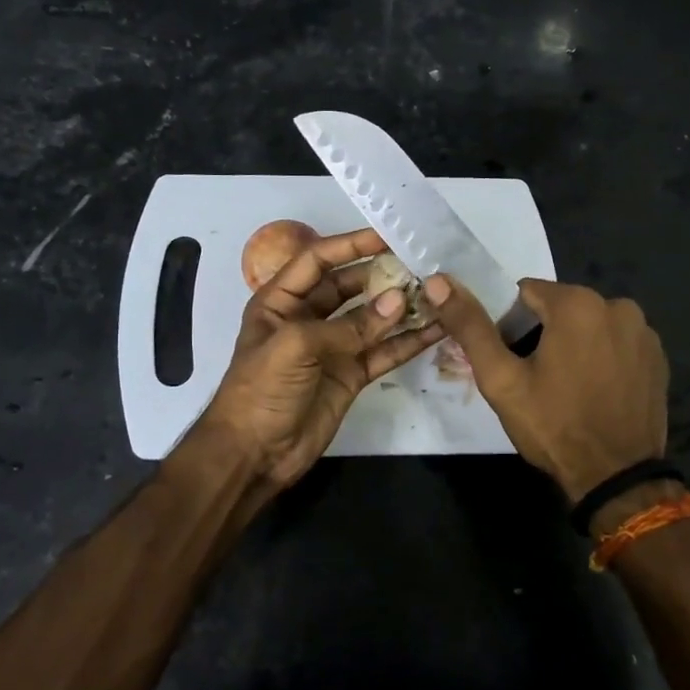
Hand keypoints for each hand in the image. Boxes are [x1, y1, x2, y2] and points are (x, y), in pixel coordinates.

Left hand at [200, 229, 444, 490]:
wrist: (254, 454)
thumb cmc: (261, 390)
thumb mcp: (295, 346)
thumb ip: (348, 325)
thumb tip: (398, 302)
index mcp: (281, 301)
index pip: (318, 260)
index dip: (350, 245)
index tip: (388, 235)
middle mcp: (308, 318)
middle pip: (350, 286)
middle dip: (382, 275)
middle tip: (420, 264)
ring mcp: (333, 347)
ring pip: (372, 319)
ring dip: (400, 307)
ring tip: (435, 292)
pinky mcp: (352, 375)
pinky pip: (383, 352)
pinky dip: (408, 342)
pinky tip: (435, 330)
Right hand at [425, 275, 667, 503]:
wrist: (616, 477)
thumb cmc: (554, 425)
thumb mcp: (501, 379)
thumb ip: (470, 326)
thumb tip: (438, 282)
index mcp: (577, 303)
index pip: (526, 293)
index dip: (509, 323)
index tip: (510, 359)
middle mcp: (618, 305)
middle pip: (561, 307)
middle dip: (542, 333)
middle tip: (533, 378)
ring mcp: (644, 332)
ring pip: (590, 325)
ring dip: (574, 344)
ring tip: (565, 388)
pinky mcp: (658, 358)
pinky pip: (617, 344)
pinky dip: (602, 358)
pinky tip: (594, 392)